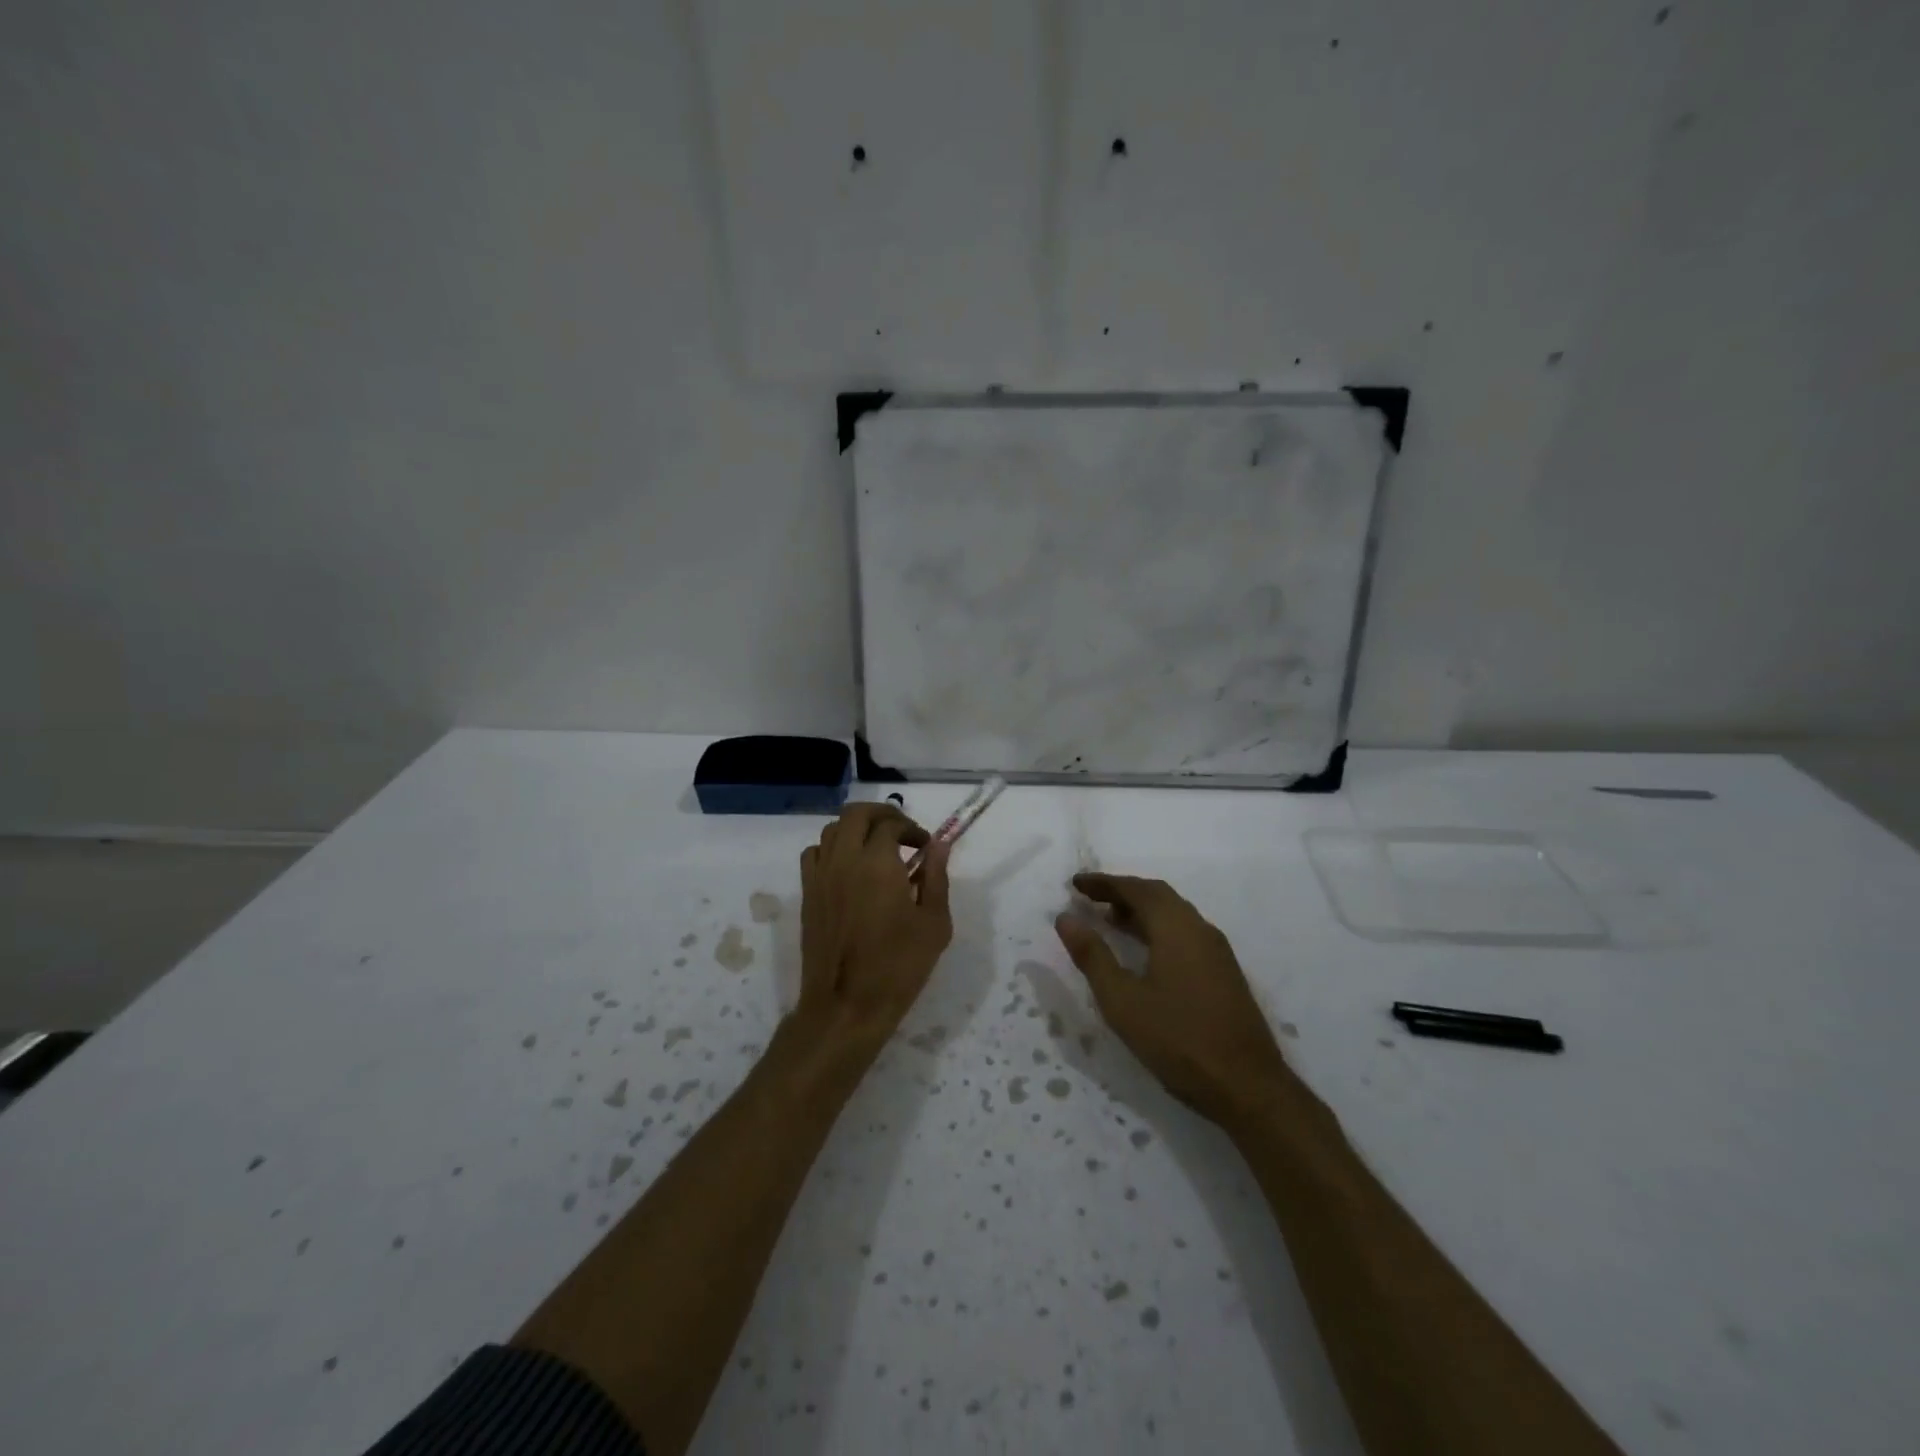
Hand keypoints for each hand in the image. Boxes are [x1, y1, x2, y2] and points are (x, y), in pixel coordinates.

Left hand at [796, 803, 952, 1054]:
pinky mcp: (807, 894)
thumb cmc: (898, 966)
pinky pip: (815, 853)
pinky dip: (833, 849)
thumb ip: (937, 878)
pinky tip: (848, 869)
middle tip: (902, 833)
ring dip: (856, 829)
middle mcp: (844, 859)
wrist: (846, 1005)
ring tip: (876, 848)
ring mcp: (821, 875)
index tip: (925, 847)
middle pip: (857, 813)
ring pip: (833, 829)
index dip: (912, 829)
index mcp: (877, 863)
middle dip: (882, 814)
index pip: (892, 824)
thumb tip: (938, 845)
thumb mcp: (934, 924)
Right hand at [1055, 873, 1290, 1126]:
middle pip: (1158, 896)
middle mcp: (1200, 929)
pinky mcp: (1224, 973)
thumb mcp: (1123, 1000)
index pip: (1136, 889)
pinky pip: (1185, 933)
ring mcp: (1217, 951)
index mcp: (1176, 928)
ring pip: (1174, 915)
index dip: (1104, 883)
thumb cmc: (1178, 1039)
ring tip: (1109, 920)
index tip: (1075, 883)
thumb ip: (1092, 956)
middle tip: (1090, 898)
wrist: (1247, 1086)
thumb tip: (1066, 917)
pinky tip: (1144, 952)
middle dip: (1122, 892)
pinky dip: (1158, 929)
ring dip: (1141, 911)